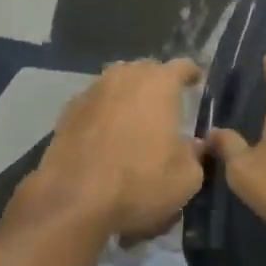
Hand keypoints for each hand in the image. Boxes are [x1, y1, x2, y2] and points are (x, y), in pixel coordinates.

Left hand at [22, 59, 203, 241]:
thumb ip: (195, 154)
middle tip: (165, 105)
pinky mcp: (68, 111)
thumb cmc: (140, 182)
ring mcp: (92, 91)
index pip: (182, 66)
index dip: (191, 74)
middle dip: (157, 84)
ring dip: (128, 96)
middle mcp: (125, 76)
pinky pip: (95, 104)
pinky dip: (104, 114)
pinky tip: (105, 137)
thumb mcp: (186, 177)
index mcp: (159, 83)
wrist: (74, 199)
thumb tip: (193, 146)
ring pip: (117, 84)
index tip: (196, 81)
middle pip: (146, 70)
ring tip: (134, 120)